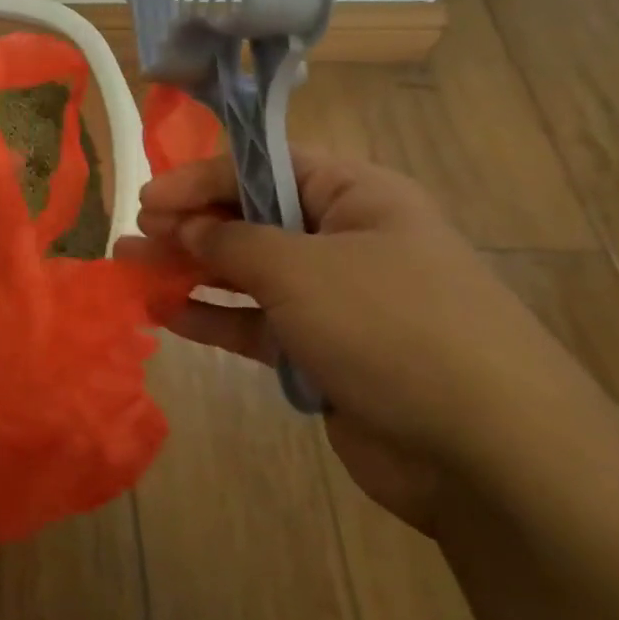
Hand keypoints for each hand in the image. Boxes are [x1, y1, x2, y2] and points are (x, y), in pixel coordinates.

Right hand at [123, 150, 596, 530]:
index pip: (265, 166)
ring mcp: (335, 300)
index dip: (202, 178)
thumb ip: (232, 241)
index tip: (148, 199)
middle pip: (252, 219)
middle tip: (134, 236)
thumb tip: (186, 227)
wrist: (488, 453)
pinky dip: (213, 317)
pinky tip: (165, 314)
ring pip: (247, 273)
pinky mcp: (323, 352)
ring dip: (190, 270)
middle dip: (189, 225)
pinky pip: (256, 323)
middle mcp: (346, 240)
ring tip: (130, 269)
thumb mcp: (300, 268)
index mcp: (357, 197)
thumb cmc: (391, 327)